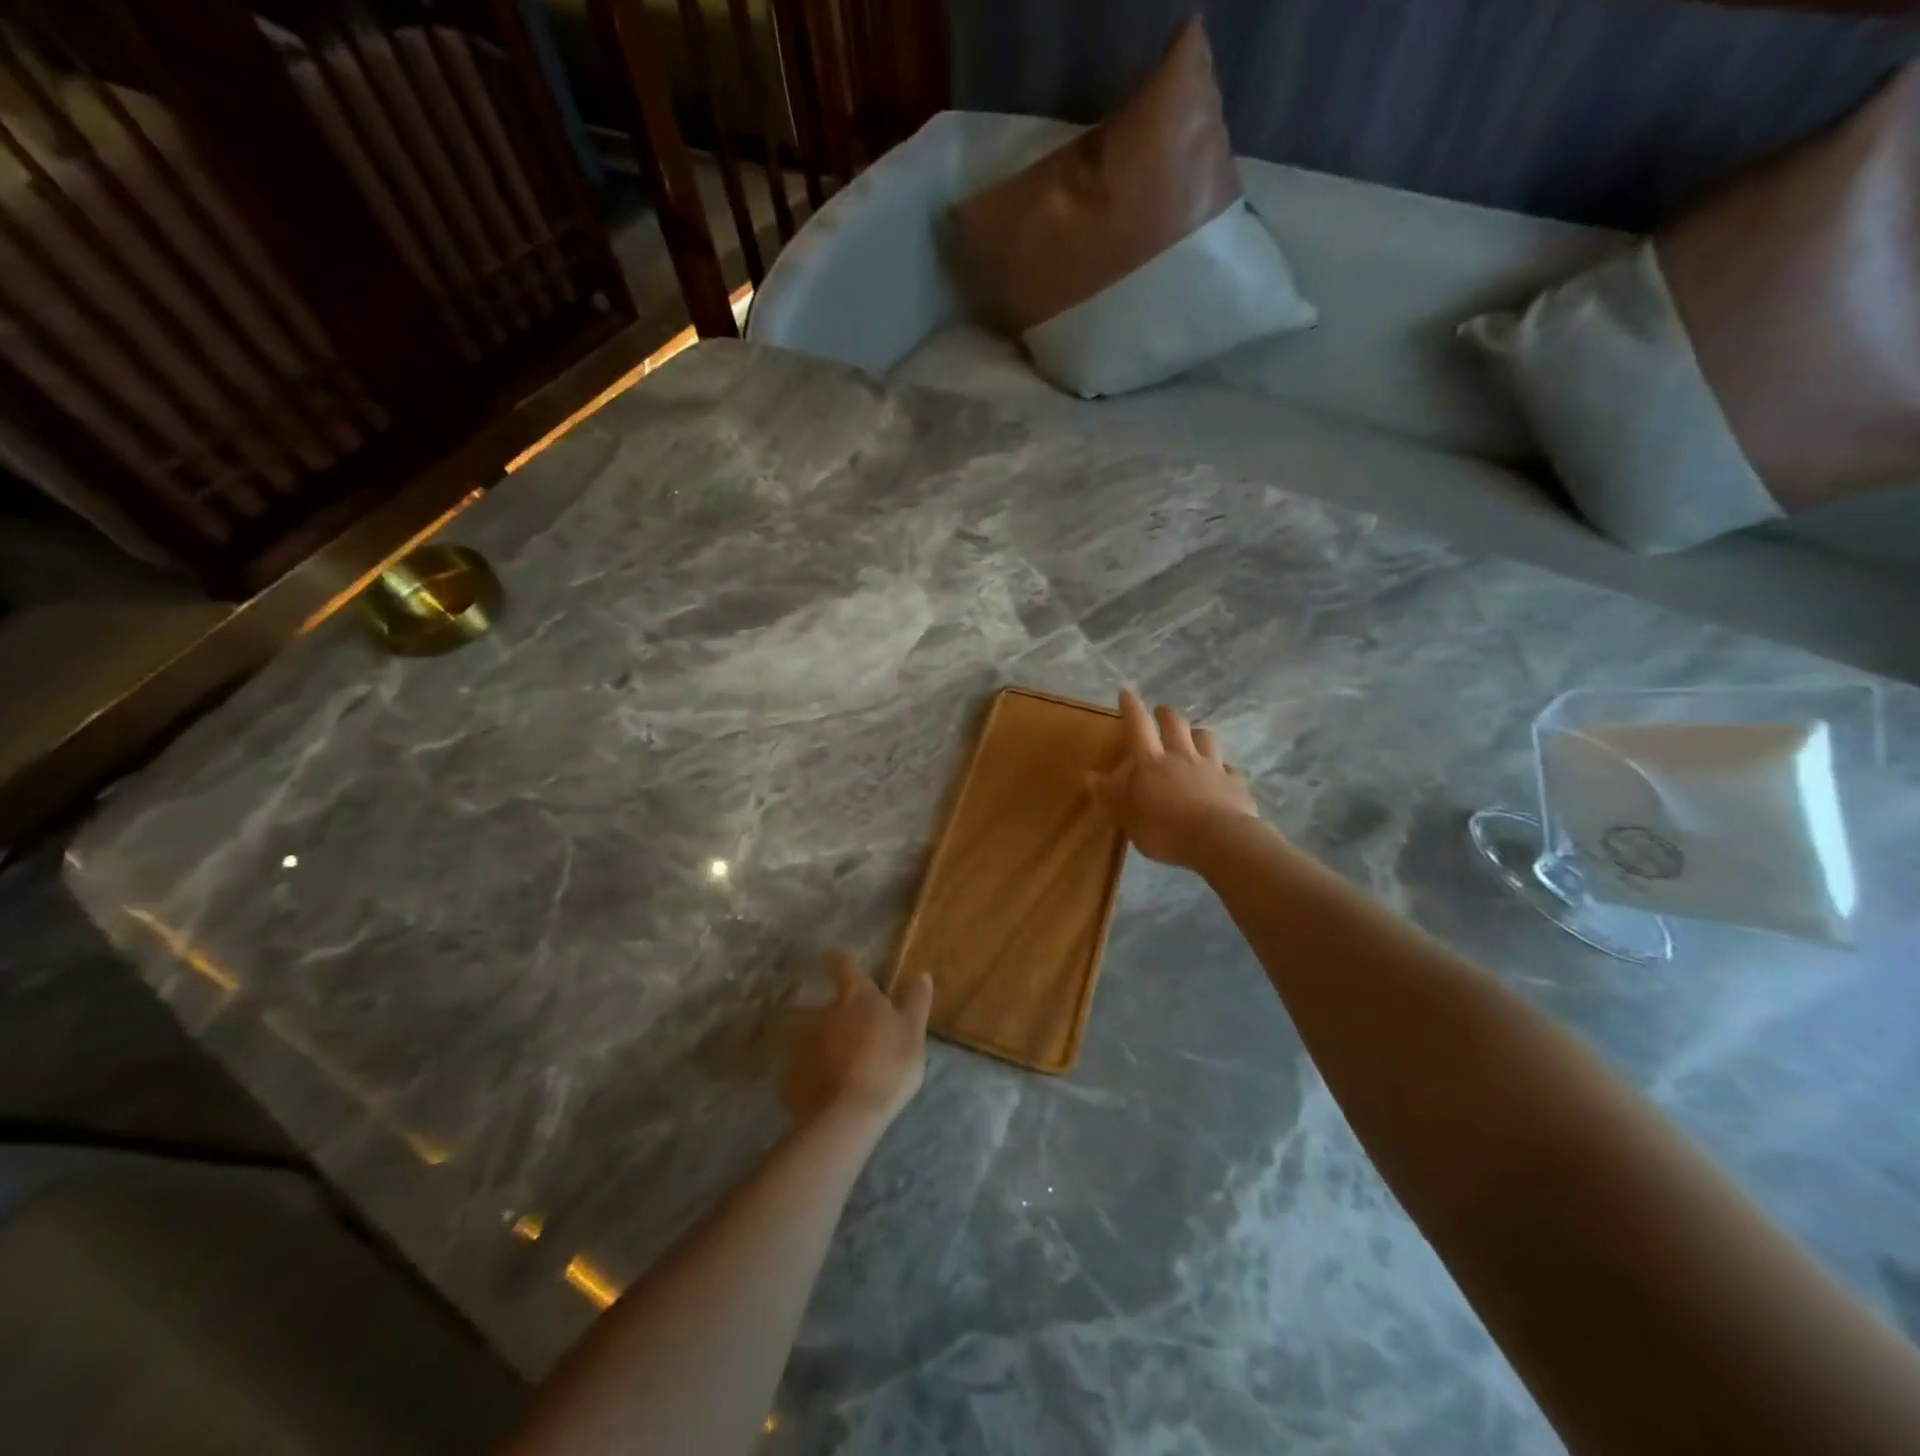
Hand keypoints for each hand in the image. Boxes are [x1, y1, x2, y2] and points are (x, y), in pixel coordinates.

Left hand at [782, 951, 931, 1128]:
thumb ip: (916, 1002)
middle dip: (836, 1013)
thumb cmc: (889, 1065)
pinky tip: (822, 1089)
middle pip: (827, 1004)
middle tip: (850, 1030)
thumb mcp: (914, 1033)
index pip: (844, 966)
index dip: (842, 960)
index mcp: (856, 997)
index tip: (837, 958)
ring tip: (834, 1062)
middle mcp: (825, 1012)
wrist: (850, 1115)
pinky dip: (811, 1072)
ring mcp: (804, 1043)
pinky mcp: (791, 1075)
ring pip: (812, 1036)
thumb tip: (921, 973)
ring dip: (821, 1043)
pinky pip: (802, 1068)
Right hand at [1089, 688, 1259, 868]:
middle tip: (1160, 713)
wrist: (1219, 841)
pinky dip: (1223, 769)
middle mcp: (1182, 756)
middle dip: (1166, 714)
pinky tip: (1222, 776)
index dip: (1131, 708)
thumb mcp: (1127, 817)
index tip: (1126, 691)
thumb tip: (1091, 775)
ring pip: (1206, 738)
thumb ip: (1110, 795)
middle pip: (1175, 724)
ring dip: (1197, 735)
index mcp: (1151, 762)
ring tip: (1193, 738)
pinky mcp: (1235, 783)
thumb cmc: (1164, 830)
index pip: (1138, 727)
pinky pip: (1229, 769)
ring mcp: (1212, 767)